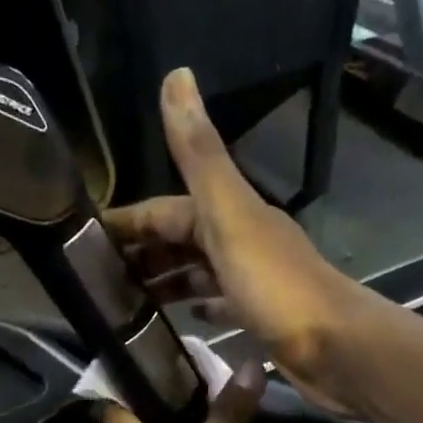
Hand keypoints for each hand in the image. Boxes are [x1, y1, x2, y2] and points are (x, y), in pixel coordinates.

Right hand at [104, 69, 370, 413]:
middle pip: (181, 242)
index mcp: (230, 214)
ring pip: (198, 274)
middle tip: (100, 283)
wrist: (335, 348)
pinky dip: (199, 307)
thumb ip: (200, 156)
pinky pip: (221, 306)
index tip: (87, 242)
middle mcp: (241, 242)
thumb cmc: (276, 287)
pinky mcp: (260, 319)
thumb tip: (176, 74)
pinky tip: (182, 320)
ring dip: (166, 282)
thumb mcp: (230, 216)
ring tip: (128, 305)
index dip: (129, 222)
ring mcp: (252, 282)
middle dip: (143, 255)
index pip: (167, 210)